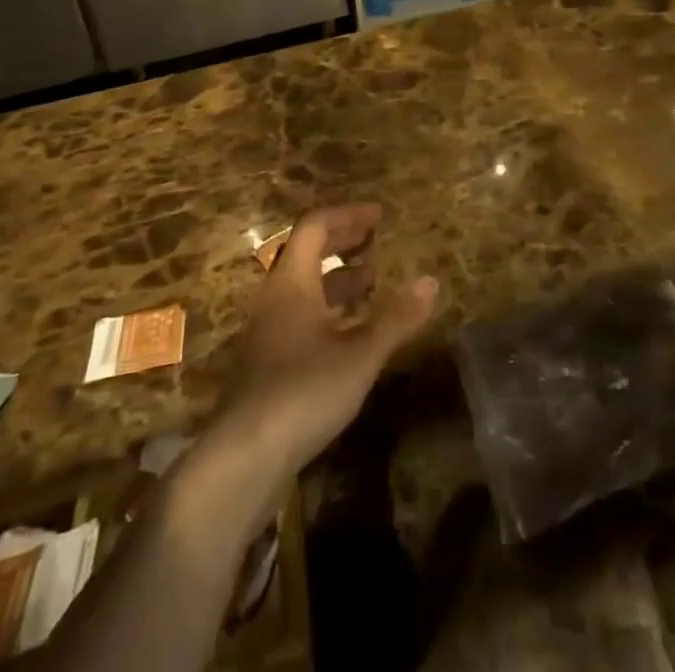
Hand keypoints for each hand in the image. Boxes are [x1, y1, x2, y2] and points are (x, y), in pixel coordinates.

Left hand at [214, 205, 437, 481]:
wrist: (243, 459)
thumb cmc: (304, 390)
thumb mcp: (360, 354)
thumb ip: (396, 317)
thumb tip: (431, 281)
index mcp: (292, 281)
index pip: (315, 226)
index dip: (348, 216)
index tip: (379, 215)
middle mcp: (275, 298)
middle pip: (307, 252)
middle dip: (343, 241)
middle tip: (376, 240)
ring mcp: (268, 331)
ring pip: (304, 287)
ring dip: (338, 277)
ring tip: (372, 282)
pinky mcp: (268, 362)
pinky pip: (301, 316)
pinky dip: (329, 309)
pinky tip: (353, 331)